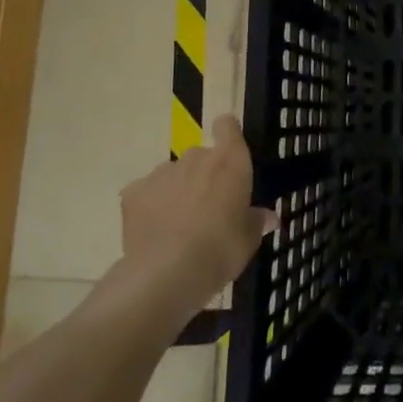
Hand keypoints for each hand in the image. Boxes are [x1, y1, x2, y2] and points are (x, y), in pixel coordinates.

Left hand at [119, 116, 273, 309]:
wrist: (167, 275)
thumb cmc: (221, 251)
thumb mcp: (248, 240)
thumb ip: (256, 221)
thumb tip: (268, 217)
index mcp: (229, 162)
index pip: (227, 126)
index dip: (228, 135)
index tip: (229, 153)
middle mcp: (195, 157)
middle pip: (200, 156)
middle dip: (203, 175)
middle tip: (207, 208)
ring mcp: (162, 173)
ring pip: (173, 174)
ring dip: (177, 190)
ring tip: (177, 225)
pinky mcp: (134, 192)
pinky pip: (147, 192)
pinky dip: (151, 206)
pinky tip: (154, 232)